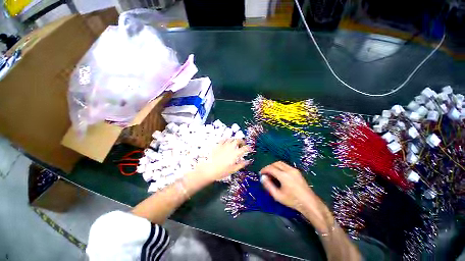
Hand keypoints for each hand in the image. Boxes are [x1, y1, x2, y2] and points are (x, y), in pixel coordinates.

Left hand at [193, 139, 250, 182]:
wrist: (209, 169)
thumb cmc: (221, 171)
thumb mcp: (233, 170)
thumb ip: (241, 164)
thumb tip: (248, 161)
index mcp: (235, 154)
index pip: (244, 148)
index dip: (249, 148)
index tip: (250, 149)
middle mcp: (230, 147)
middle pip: (238, 140)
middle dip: (242, 141)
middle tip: (243, 144)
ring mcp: (224, 145)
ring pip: (231, 139)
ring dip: (235, 140)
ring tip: (235, 143)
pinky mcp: (218, 145)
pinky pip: (223, 139)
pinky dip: (227, 139)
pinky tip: (227, 141)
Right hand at [259, 161, 314, 210]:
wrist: (309, 203)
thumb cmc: (292, 201)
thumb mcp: (278, 196)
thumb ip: (268, 186)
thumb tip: (262, 178)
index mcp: (284, 176)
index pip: (271, 168)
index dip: (264, 170)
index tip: (261, 173)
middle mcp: (289, 170)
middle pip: (276, 163)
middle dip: (269, 167)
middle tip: (266, 173)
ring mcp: (294, 170)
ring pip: (281, 163)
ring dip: (274, 166)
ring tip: (272, 174)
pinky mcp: (297, 171)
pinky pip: (286, 166)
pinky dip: (280, 167)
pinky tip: (279, 174)